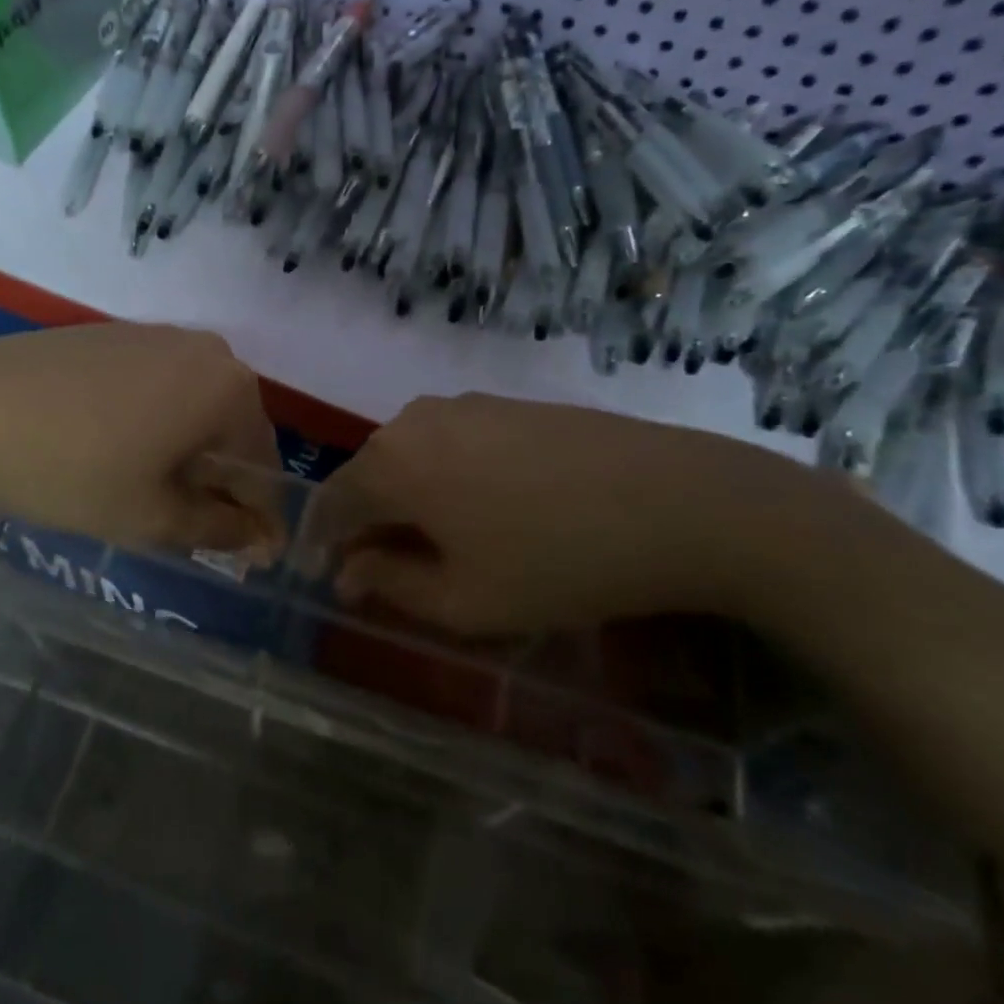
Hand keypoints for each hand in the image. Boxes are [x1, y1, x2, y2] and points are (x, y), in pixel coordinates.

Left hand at [0, 323, 285, 554]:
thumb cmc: (72, 471)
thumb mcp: (152, 517)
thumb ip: (219, 530)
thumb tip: (262, 540)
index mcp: (228, 388)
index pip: (264, 464)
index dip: (259, 516)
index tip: (251, 556)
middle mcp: (203, 349)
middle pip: (232, 429)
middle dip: (221, 482)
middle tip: (193, 527)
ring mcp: (154, 335)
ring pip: (193, 406)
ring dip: (187, 452)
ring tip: (152, 493)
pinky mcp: (111, 334)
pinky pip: (156, 386)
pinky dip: (154, 423)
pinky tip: (116, 450)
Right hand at [305, 393, 817, 635]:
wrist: (679, 500)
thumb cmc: (556, 562)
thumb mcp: (464, 601)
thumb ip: (390, 586)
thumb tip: (350, 573)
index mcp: (390, 464)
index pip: (331, 505)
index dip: (324, 546)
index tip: (332, 581)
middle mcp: (414, 420)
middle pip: (369, 476)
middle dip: (369, 524)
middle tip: (390, 573)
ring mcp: (465, 404)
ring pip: (412, 457)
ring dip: (410, 500)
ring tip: (441, 544)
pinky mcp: (507, 402)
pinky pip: (452, 442)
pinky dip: (447, 477)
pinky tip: (486, 509)